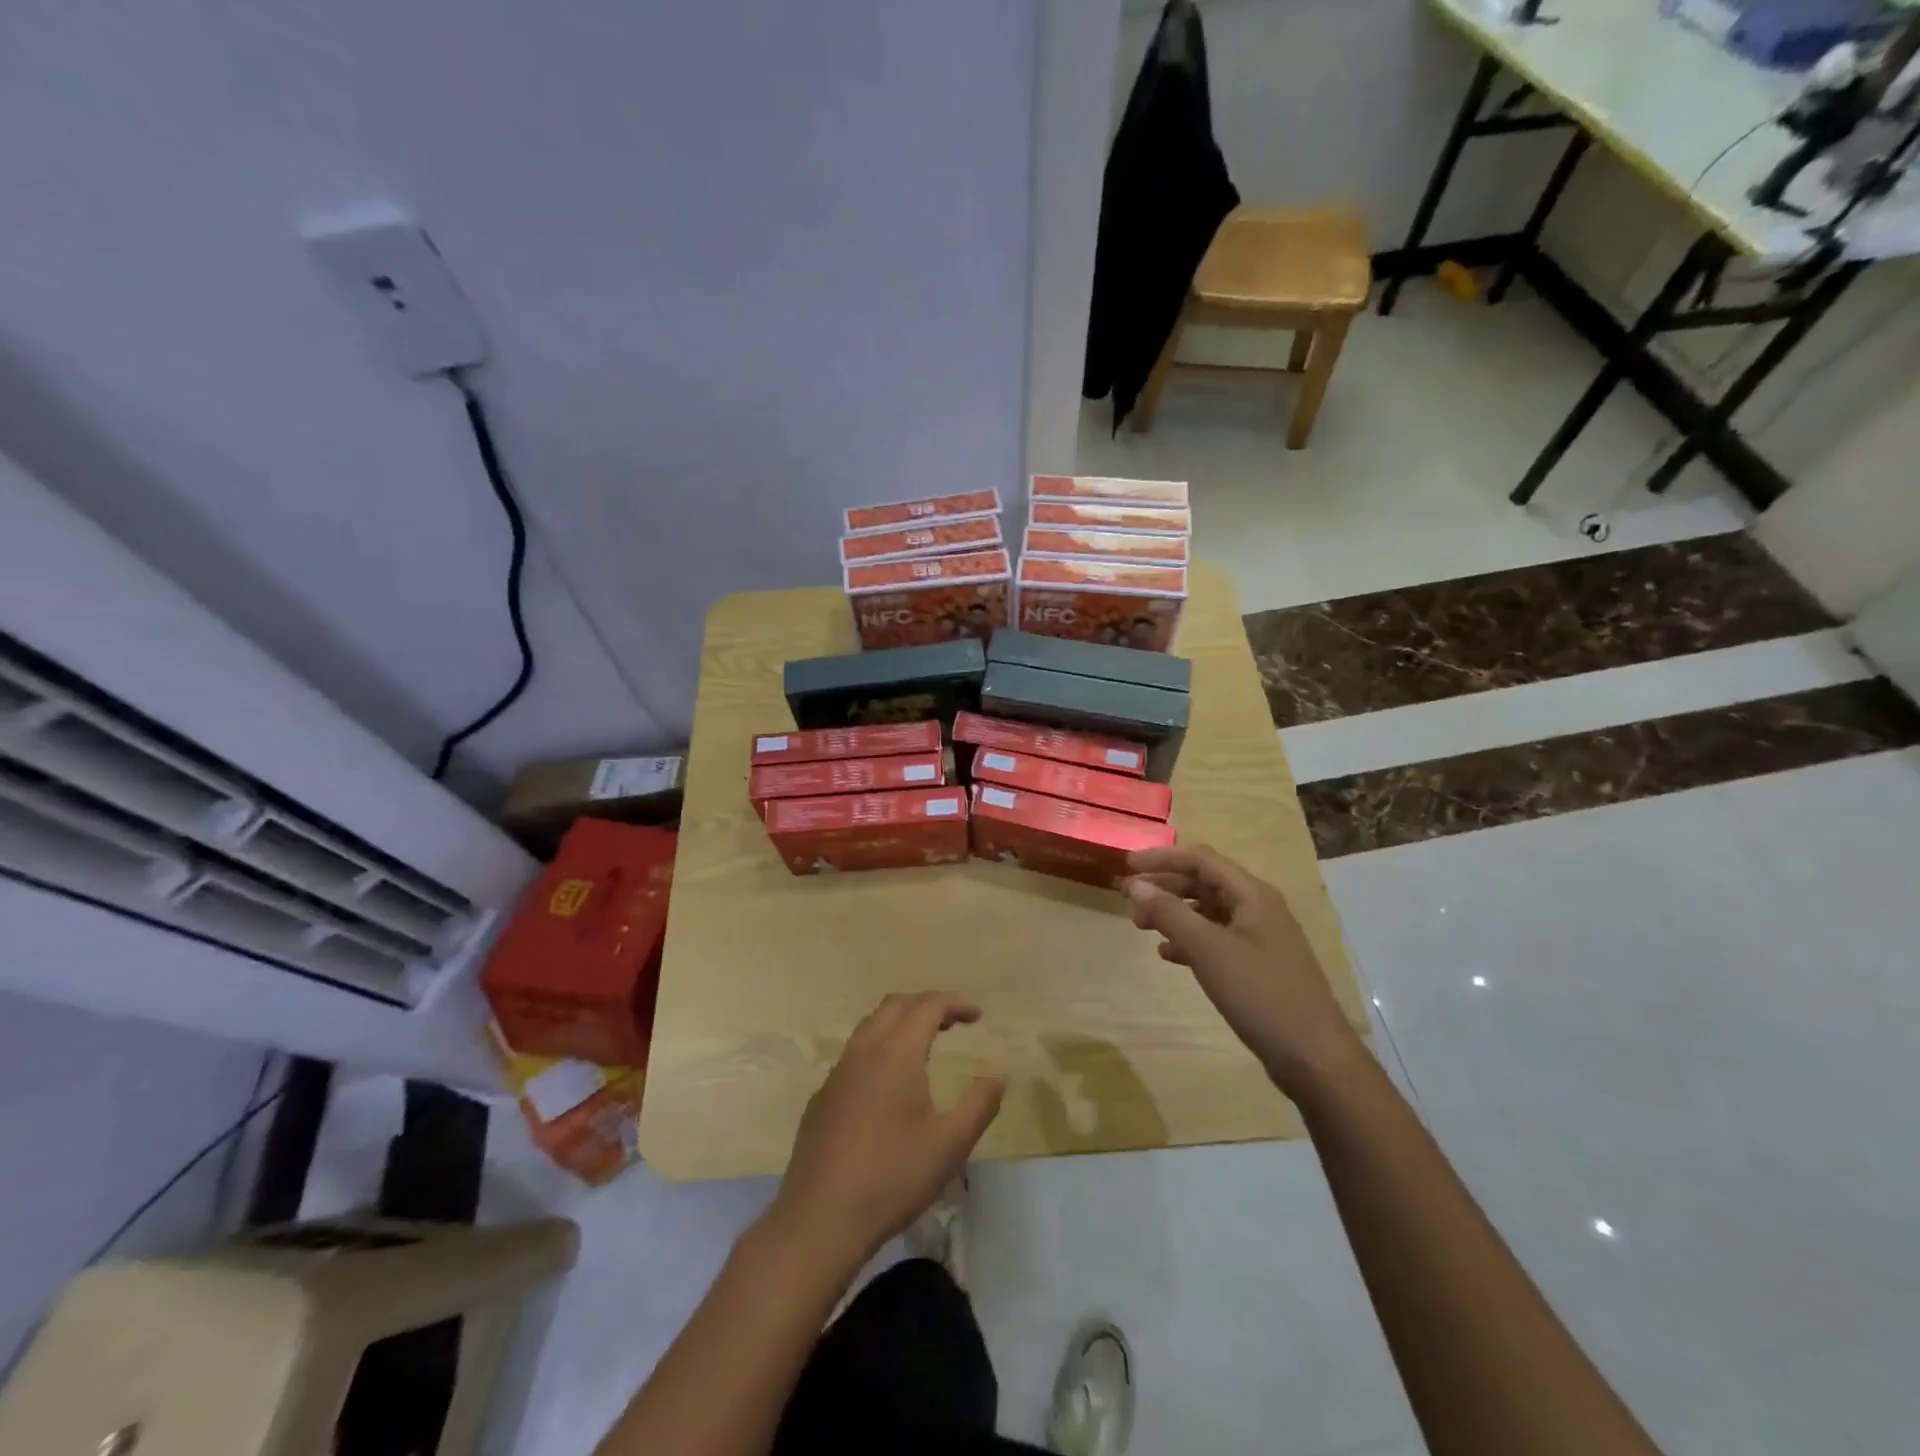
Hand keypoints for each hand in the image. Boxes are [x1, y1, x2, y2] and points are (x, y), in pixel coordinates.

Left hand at [770, 992, 1004, 1269]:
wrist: (820, 1218)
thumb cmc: (893, 1176)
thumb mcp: (950, 1145)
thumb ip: (979, 1105)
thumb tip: (997, 1078)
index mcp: (896, 1052)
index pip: (927, 1006)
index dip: (954, 1004)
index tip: (977, 1015)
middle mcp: (864, 1050)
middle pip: (896, 1006)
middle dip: (926, 1005)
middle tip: (952, 1022)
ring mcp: (838, 1073)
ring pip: (871, 1027)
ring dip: (900, 1024)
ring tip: (924, 1046)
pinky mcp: (822, 1097)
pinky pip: (854, 1055)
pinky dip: (879, 1050)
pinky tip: (889, 1086)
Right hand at [1126, 845, 1361, 1095]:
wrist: (1314, 1057)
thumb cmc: (1261, 994)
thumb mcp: (1209, 950)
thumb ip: (1170, 913)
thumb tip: (1135, 884)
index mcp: (1252, 895)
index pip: (1200, 859)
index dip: (1161, 857)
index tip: (1126, 865)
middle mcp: (1257, 908)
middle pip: (1204, 882)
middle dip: (1165, 886)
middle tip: (1128, 899)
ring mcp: (1260, 938)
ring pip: (1208, 912)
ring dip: (1174, 913)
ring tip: (1142, 926)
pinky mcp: (1257, 966)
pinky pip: (1216, 940)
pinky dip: (1189, 940)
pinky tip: (1168, 955)